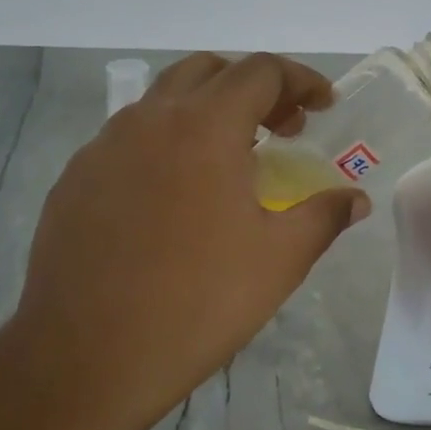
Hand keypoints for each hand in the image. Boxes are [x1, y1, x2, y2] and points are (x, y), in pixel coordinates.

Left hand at [0, 53, 367, 429]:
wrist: (88, 357)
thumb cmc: (199, 303)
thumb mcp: (280, 260)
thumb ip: (324, 216)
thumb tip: (355, 200)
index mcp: (204, 128)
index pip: (260, 71)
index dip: (300, 80)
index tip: (323, 106)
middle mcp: (149, 120)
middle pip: (208, 72)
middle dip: (254, 88)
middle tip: (282, 129)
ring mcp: (103, 147)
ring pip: (162, 101)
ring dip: (206, 111)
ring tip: (231, 160)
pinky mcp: (75, 179)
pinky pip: (128, 139)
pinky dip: (165, 143)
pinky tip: (174, 196)